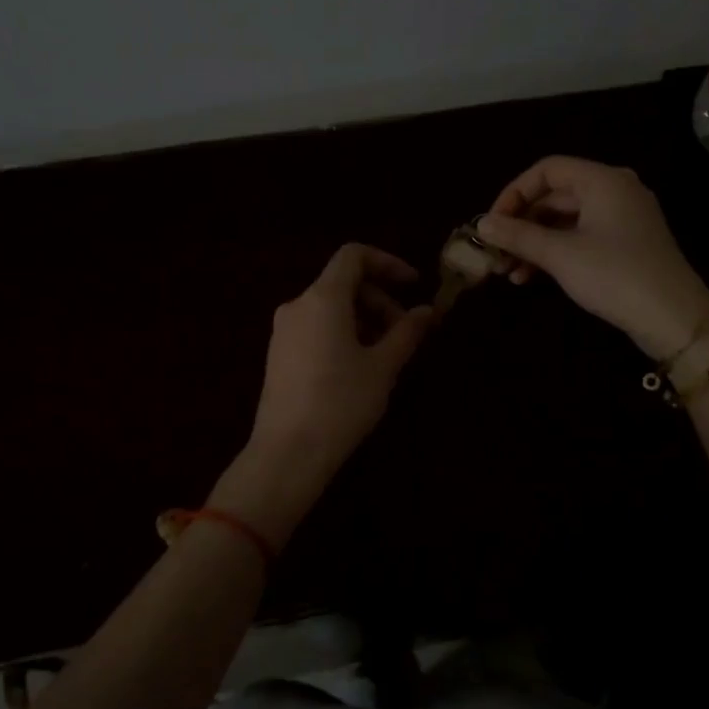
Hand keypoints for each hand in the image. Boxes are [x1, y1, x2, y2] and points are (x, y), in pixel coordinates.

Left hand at [215, 245, 434, 537]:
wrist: (287, 453)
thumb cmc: (341, 403)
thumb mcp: (383, 367)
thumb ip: (407, 332)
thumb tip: (428, 311)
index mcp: (323, 298)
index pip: (354, 255)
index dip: (388, 262)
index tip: (414, 285)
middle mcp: (298, 305)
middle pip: (344, 282)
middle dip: (380, 299)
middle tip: (406, 332)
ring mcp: (284, 330)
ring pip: (331, 306)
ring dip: (364, 318)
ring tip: (387, 354)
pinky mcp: (279, 353)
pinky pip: (316, 326)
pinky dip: (343, 332)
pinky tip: (360, 366)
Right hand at [476, 156, 708, 357]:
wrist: (674, 319)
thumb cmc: (615, 276)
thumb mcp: (560, 255)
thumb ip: (518, 235)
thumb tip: (482, 225)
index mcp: (603, 181)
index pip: (547, 170)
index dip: (514, 193)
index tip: (492, 223)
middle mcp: (614, 190)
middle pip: (554, 196)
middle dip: (521, 224)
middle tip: (495, 252)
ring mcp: (622, 218)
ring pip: (564, 220)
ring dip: (533, 243)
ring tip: (508, 272)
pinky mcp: (625, 244)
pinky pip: (580, 237)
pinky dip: (555, 252)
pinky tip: (531, 278)